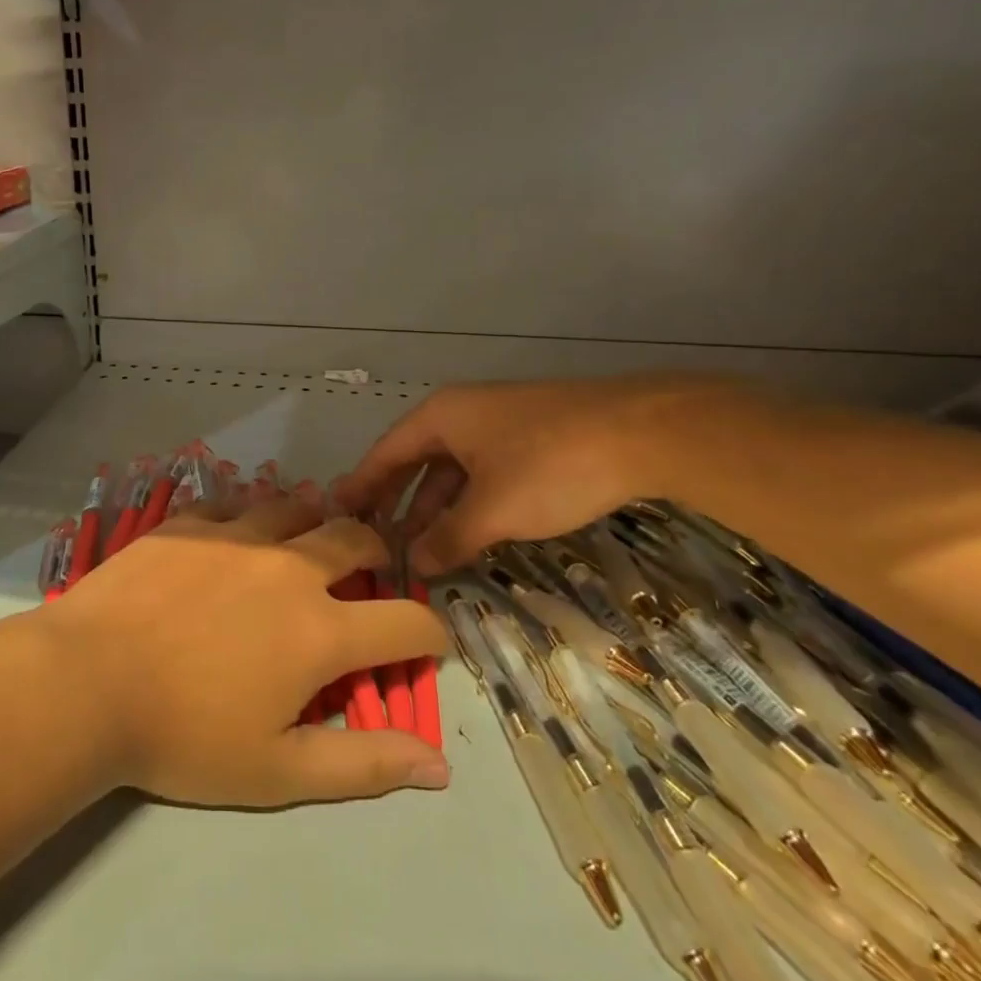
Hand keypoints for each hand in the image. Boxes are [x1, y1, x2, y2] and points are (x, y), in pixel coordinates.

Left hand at [42, 497, 449, 807]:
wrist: (87, 681)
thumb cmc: (183, 736)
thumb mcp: (278, 770)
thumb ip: (364, 765)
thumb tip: (438, 766)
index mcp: (320, 630)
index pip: (407, 621)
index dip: (430, 633)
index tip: (426, 643)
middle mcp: (289, 567)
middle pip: (357, 537)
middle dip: (379, 552)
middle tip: (370, 570)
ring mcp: (236, 535)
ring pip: (297, 506)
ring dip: (316, 520)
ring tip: (310, 537)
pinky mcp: (189, 522)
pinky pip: (234, 503)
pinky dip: (250, 514)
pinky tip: (237, 531)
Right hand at [338, 374, 726, 575]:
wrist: (643, 432)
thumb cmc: (550, 466)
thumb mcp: (492, 510)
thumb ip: (449, 539)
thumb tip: (416, 566)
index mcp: (440, 417)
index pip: (385, 453)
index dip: (361, 486)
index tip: (337, 514)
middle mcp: (462, 414)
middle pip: (415, 460)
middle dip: (397, 501)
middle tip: (376, 539)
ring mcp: (499, 424)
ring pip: (453, 470)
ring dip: (435, 507)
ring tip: (422, 548)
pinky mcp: (531, 439)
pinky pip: (483, 472)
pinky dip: (469, 502)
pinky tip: (472, 532)